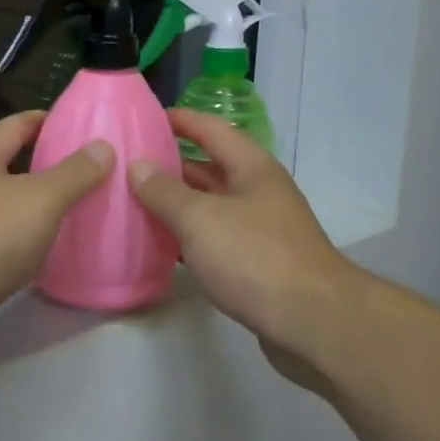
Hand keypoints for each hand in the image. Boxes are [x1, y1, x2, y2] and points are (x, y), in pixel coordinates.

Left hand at [0, 110, 111, 344]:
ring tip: (81, 215)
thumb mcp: (40, 198)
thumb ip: (74, 174)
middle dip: (47, 168)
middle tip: (92, 173)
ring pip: (8, 212)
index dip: (44, 119)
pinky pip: (4, 249)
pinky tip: (52, 259)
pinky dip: (28, 248)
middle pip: (11, 169)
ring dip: (39, 212)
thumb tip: (103, 146)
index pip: (14, 126)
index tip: (77, 121)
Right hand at [128, 110, 358, 389]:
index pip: (211, 129)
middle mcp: (258, 191)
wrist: (313, 322)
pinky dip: (189, 238)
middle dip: (170, 164)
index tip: (144, 118)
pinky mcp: (258, 264)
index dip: (180, 120)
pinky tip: (161, 246)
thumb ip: (165, 191)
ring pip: (210, 206)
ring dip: (177, 204)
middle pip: (209, 168)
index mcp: (252, 167)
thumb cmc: (255, 257)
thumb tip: (138, 165)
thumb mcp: (201, 219)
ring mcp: (260, 229)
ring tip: (134, 202)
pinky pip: (215, 239)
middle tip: (127, 165)